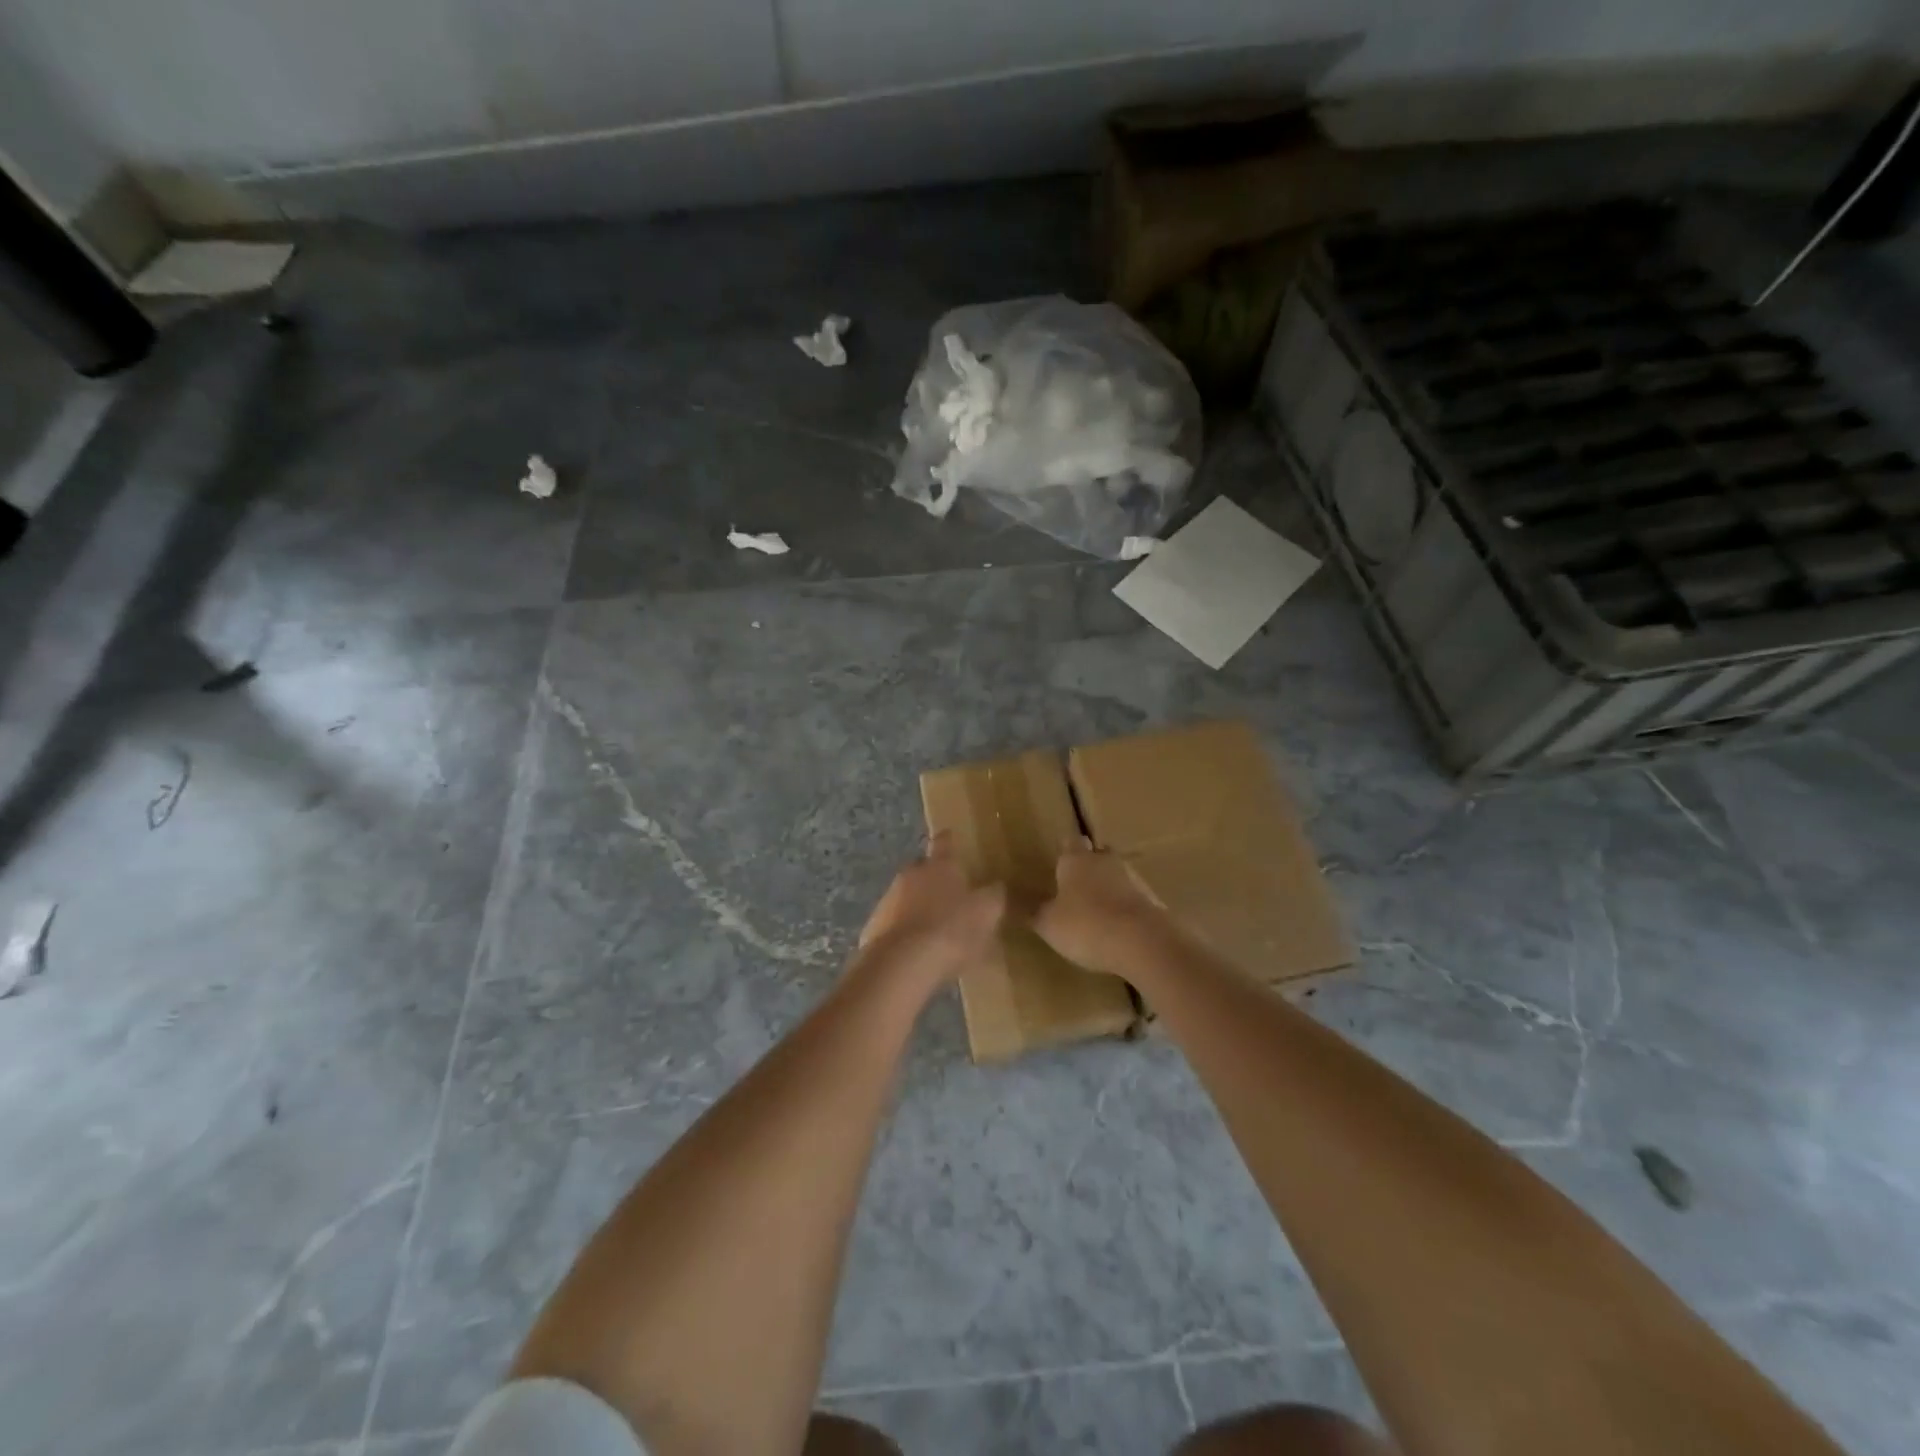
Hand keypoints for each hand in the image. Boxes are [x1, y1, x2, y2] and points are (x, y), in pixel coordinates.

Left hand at [856, 832, 1004, 985]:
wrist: (901, 964)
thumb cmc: (951, 930)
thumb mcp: (986, 913)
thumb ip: (994, 896)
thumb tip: (997, 886)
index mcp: (940, 865)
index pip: (944, 842)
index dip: (949, 840)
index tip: (951, 837)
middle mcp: (911, 874)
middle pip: (922, 869)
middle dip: (934, 879)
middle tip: (950, 895)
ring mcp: (888, 900)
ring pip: (906, 896)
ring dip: (918, 907)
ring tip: (935, 930)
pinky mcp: (874, 927)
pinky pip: (894, 923)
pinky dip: (906, 932)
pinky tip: (917, 952)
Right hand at [1033, 839, 1179, 977]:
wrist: (1142, 942)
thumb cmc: (1086, 926)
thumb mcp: (1049, 925)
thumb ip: (1034, 912)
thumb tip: (1014, 901)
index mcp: (1075, 860)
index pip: (1069, 842)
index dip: (1064, 849)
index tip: (1059, 856)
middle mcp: (1104, 861)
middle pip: (1097, 854)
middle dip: (1089, 864)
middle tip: (1077, 881)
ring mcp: (1132, 878)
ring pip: (1117, 874)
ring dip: (1109, 885)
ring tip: (1097, 906)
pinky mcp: (1151, 899)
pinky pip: (1132, 896)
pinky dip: (1124, 905)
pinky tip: (1118, 924)